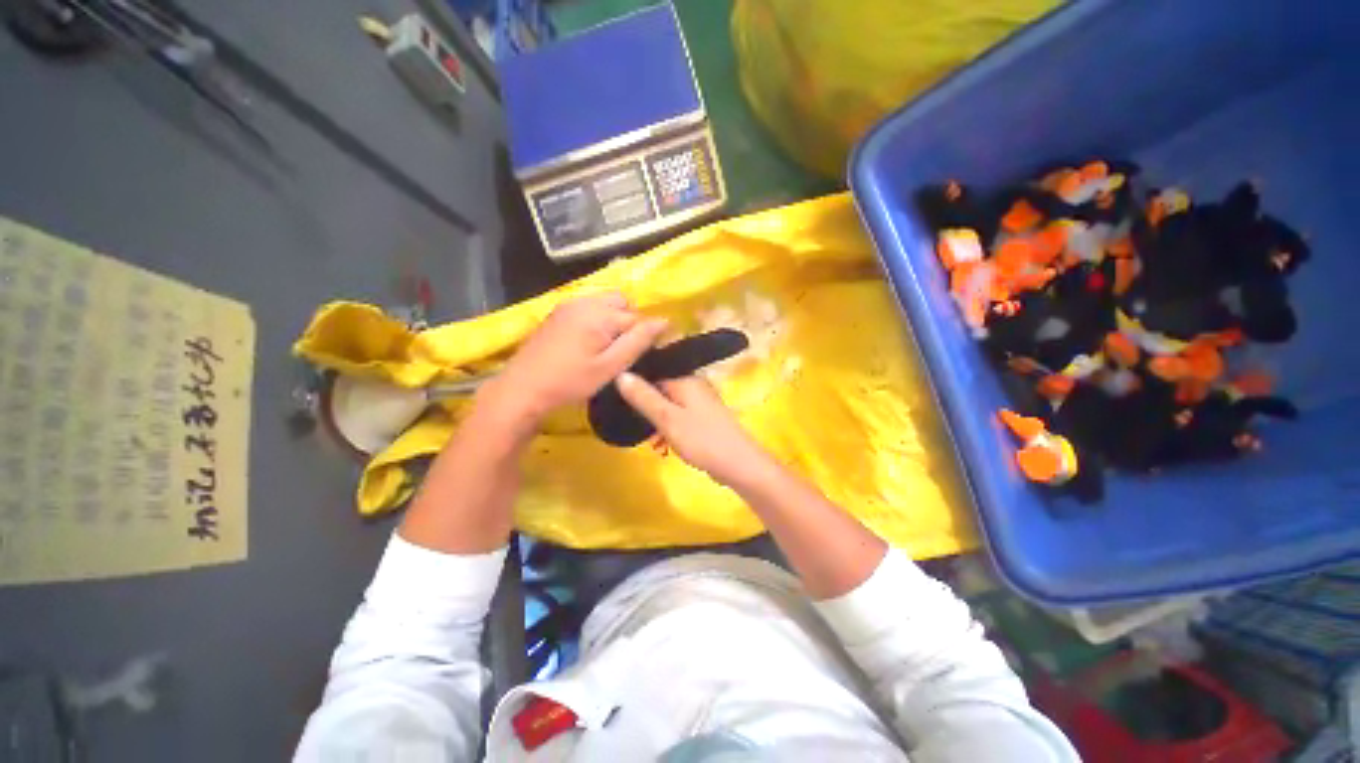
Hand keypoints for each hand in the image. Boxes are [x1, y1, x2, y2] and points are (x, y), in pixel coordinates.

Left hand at [479, 292, 667, 427]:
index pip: (636, 317)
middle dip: (628, 320)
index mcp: (599, 315)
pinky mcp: (558, 312)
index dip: (643, 335)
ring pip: (605, 302)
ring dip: (613, 319)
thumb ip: (637, 342)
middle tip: (621, 349)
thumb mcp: (610, 367)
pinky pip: (588, 307)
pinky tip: (589, 341)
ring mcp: (569, 305)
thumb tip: (664, 321)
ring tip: (606, 346)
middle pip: (621, 302)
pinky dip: (597, 318)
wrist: (524, 387)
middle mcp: (585, 302)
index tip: (641, 354)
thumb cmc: (571, 381)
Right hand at [615, 373, 773, 488]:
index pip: (652, 372)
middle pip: (659, 390)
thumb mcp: (667, 419)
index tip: (619, 402)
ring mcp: (700, 402)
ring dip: (657, 423)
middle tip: (636, 428)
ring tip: (653, 443)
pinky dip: (669, 429)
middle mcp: (693, 385)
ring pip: (668, 406)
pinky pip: (678, 417)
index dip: (635, 386)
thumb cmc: (702, 440)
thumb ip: (644, 397)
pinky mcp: (703, 418)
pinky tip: (664, 446)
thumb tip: (620, 373)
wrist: (739, 465)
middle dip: (646, 409)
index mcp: (685, 379)